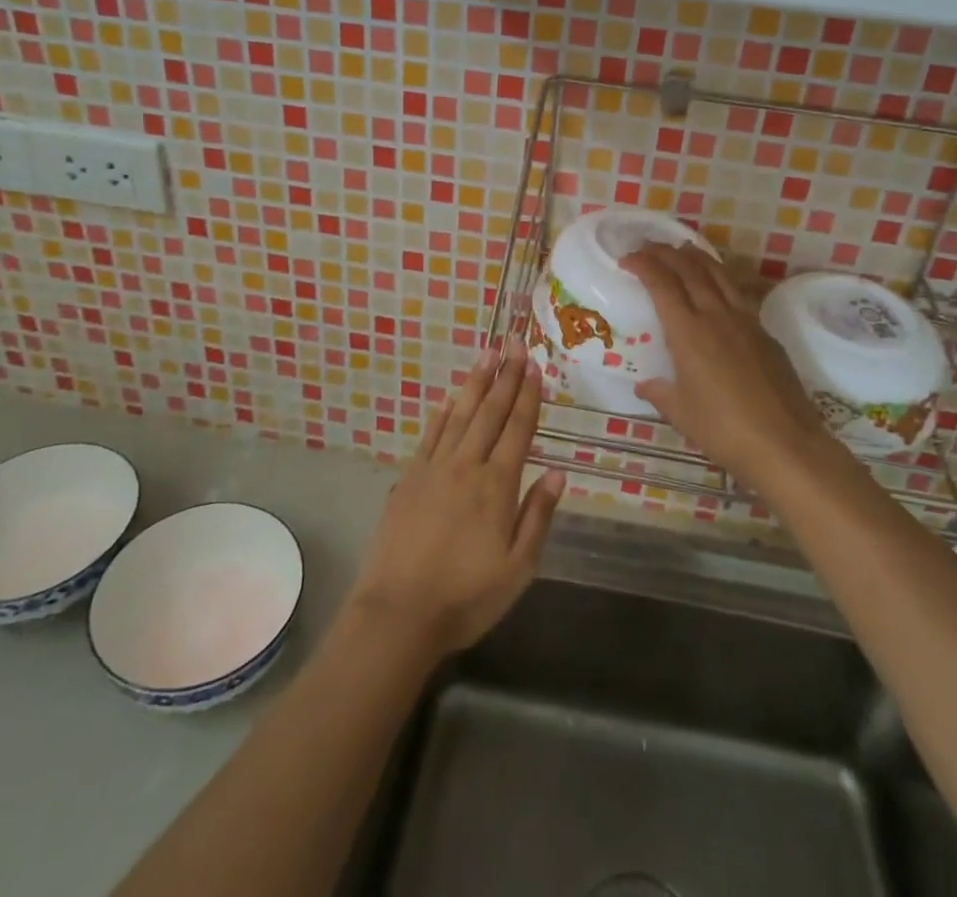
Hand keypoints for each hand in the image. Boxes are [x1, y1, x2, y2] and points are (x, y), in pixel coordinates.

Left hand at [346, 339, 564, 660]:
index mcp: (497, 486)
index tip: (534, 365)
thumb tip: (558, 473)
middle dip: (505, 376)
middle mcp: (467, 466)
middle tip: (514, 343)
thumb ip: (538, 517)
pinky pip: (430, 435)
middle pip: (490, 412)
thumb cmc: (466, 597)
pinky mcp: (409, 478)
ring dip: (475, 384)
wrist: (398, 613)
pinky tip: (449, 399)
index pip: (518, 429)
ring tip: (487, 355)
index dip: (528, 396)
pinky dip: (442, 414)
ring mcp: (434, 469)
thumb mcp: (517, 569)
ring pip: (460, 415)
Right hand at [622, 244, 826, 489]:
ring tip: (683, 248)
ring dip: (697, 258)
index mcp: (688, 332)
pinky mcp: (766, 334)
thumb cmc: (724, 429)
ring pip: (719, 275)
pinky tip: (717, 288)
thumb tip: (645, 384)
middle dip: (666, 253)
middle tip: (649, 246)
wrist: (785, 444)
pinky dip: (720, 280)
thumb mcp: (681, 413)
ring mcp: (746, 321)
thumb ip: (660, 393)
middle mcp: (716, 316)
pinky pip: (738, 294)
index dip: (643, 265)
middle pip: (690, 270)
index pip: (662, 284)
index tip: (627, 258)